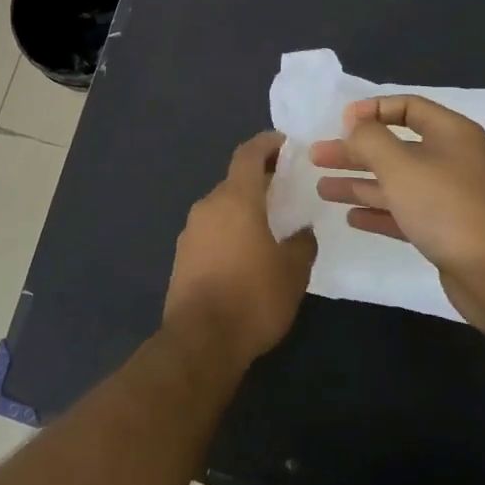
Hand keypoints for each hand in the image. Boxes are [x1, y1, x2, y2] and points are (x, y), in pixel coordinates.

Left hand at [162, 131, 317, 368]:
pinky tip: (248, 253)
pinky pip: (212, 231)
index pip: (248, 155)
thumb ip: (301, 243)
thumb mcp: (292, 271)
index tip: (285, 143)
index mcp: (235, 199)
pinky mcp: (183, 257)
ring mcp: (191, 232)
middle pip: (235, 181)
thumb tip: (302, 232)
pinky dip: (231, 231)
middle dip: (260, 181)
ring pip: (222, 208)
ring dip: (245, 208)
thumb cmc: (252, 297)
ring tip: (271, 225)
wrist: (200, 341)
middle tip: (287, 190)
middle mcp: (208, 207)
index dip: (266, 144)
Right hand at [310, 96, 484, 330]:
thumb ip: (370, 139)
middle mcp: (452, 160)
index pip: (408, 107)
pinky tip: (351, 217)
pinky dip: (378, 211)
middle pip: (395, 147)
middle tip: (317, 156)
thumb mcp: (399, 164)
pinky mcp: (444, 229)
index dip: (372, 110)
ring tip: (322, 189)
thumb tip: (356, 126)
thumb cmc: (444, 206)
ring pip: (396, 182)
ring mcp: (449, 196)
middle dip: (355, 151)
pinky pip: (404, 212)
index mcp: (450, 133)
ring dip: (359, 183)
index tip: (340, 122)